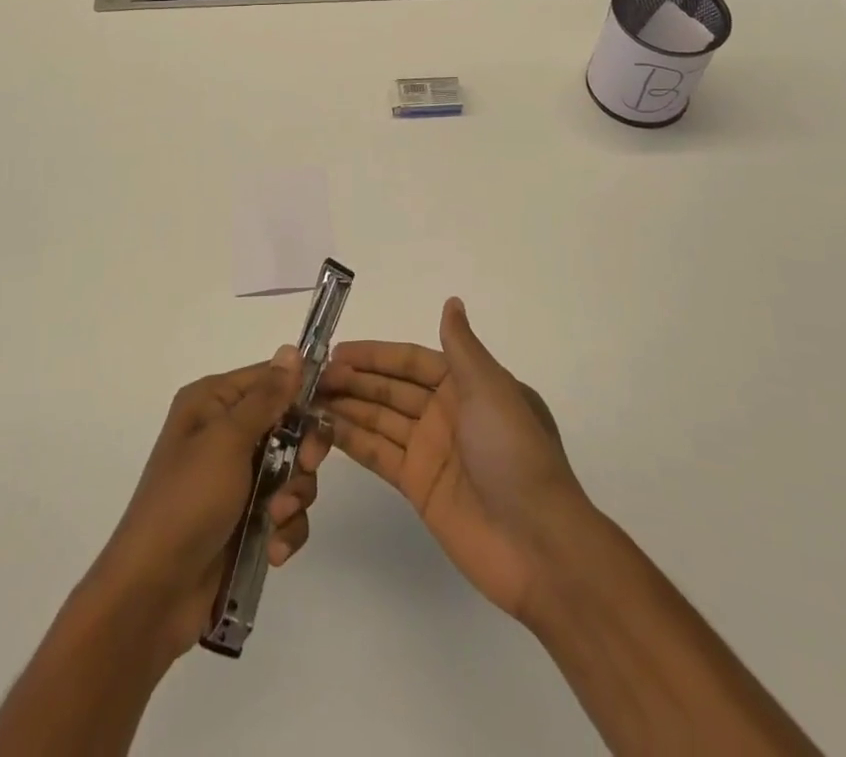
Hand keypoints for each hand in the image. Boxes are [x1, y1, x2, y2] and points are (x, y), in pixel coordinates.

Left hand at [86, 345, 330, 660]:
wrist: (152, 595)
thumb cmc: (188, 501)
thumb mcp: (227, 441)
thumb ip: (266, 397)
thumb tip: (292, 350)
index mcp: (213, 402)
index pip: (271, 378)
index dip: (304, 391)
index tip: (331, 408)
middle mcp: (225, 433)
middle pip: (289, 423)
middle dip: (302, 451)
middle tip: (304, 467)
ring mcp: (236, 479)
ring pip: (293, 469)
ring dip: (294, 495)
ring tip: (276, 519)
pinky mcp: (246, 520)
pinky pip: (286, 510)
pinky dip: (286, 528)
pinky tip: (273, 549)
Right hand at [319, 297, 589, 620]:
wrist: (537, 543)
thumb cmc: (513, 452)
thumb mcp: (490, 388)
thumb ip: (461, 347)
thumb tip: (452, 302)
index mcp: (466, 385)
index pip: (411, 360)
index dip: (375, 354)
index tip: (337, 350)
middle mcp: (445, 413)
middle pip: (391, 389)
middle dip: (354, 379)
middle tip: (312, 376)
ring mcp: (430, 450)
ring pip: (381, 419)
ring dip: (348, 407)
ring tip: (307, 398)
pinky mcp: (419, 486)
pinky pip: (380, 454)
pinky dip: (354, 441)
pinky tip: (324, 429)